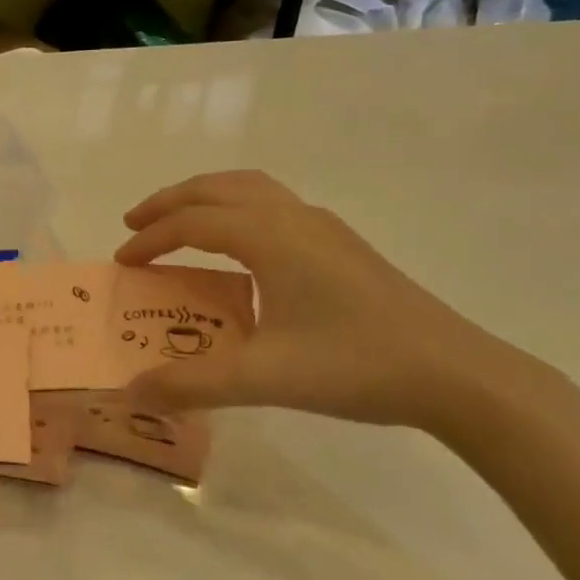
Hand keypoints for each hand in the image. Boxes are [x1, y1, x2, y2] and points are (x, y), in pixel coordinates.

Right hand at [115, 171, 541, 432]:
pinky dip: (237, 211)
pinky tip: (241, 251)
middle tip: (136, 225)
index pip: (193, 222)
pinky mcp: (342, 246)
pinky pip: (274, 206)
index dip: (151, 238)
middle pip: (219, 187)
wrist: (457, 374)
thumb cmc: (356, 365)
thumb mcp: (264, 378)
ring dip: (206, 199)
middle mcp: (294, 218)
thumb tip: (131, 392)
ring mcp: (324, 228)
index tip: (122, 262)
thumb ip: (192, 383)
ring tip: (180, 225)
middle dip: (171, 201)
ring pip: (251, 189)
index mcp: (271, 237)